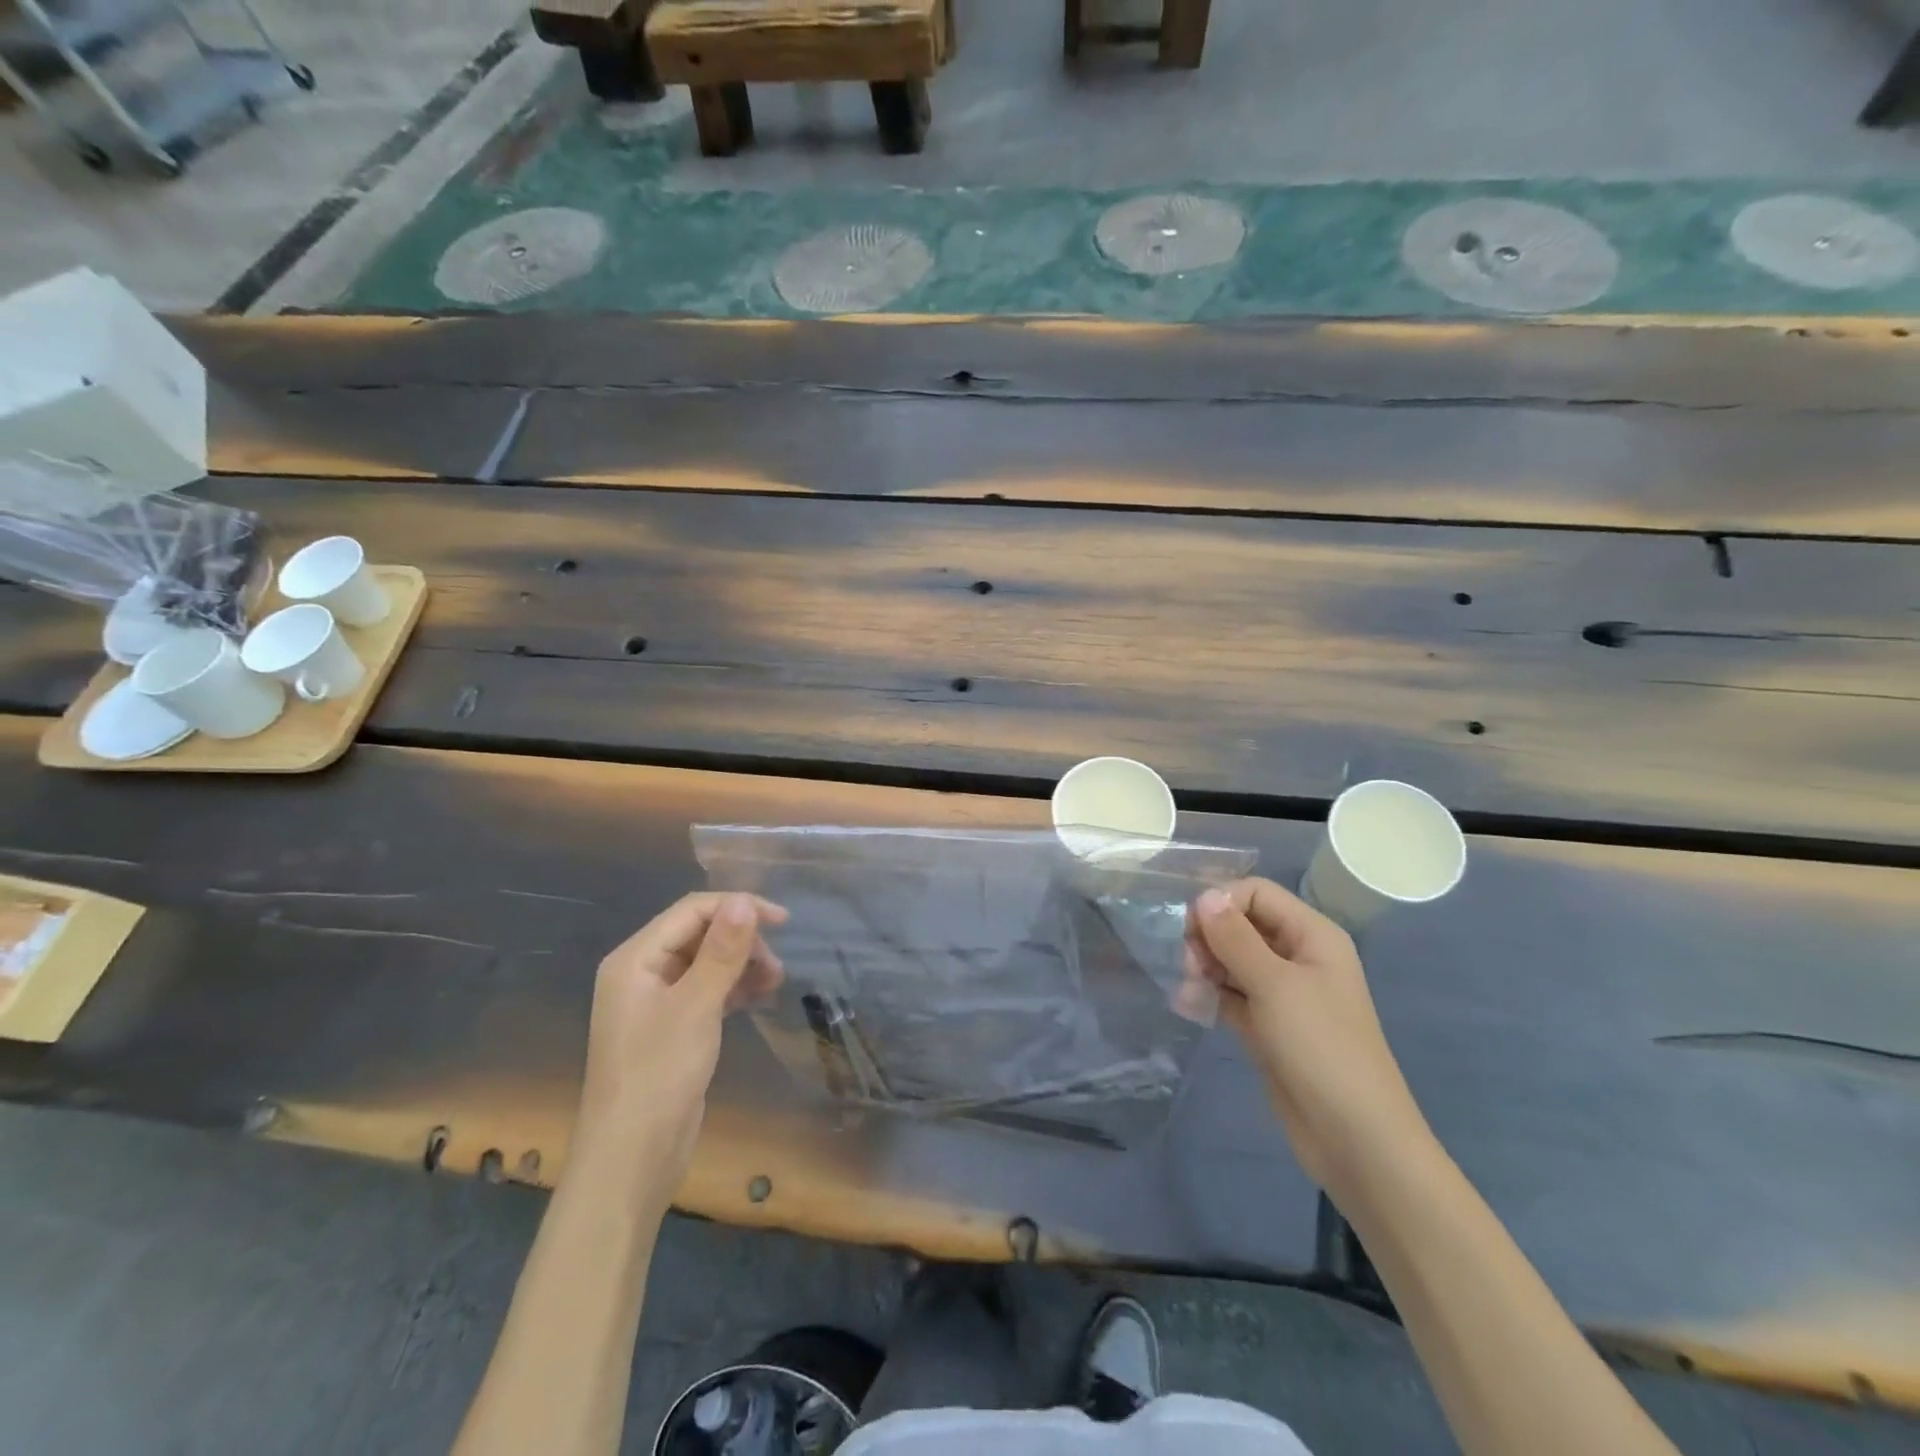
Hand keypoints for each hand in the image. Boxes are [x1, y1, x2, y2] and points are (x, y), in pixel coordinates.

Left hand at [570, 892, 787, 1205]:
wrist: (632, 1158)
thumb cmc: (659, 1074)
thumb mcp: (696, 1005)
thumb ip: (722, 950)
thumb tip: (742, 900)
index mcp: (635, 959)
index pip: (692, 911)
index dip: (737, 907)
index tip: (782, 921)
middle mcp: (641, 972)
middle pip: (699, 934)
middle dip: (741, 941)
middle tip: (775, 968)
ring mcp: (655, 1002)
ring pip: (706, 963)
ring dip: (741, 965)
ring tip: (774, 983)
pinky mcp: (671, 1028)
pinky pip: (706, 991)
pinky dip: (732, 988)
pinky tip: (758, 998)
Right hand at [1185, 878, 1428, 1197]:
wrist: (1355, 1138)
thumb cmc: (1321, 1048)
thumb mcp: (1275, 985)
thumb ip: (1235, 938)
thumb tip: (1204, 896)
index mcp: (1312, 935)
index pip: (1257, 893)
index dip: (1221, 902)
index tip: (1191, 928)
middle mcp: (1297, 957)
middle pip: (1242, 924)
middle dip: (1209, 936)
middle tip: (1187, 963)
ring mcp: (1283, 993)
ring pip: (1232, 960)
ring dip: (1204, 966)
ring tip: (1187, 987)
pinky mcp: (1268, 1026)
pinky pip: (1231, 995)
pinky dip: (1209, 995)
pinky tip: (1185, 1003)